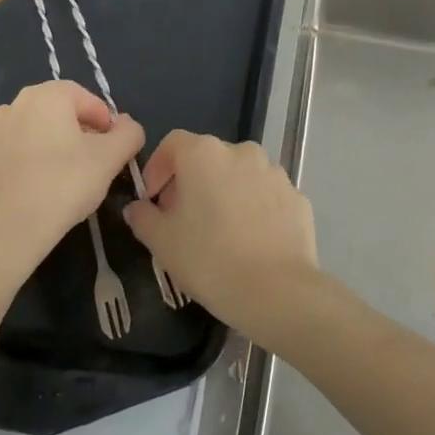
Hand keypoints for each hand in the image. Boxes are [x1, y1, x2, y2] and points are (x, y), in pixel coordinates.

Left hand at [0, 81, 143, 280]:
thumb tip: (127, 125)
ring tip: (53, 183)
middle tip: (85, 164)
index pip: (83, 97)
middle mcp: (9, 108)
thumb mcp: (111, 158)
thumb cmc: (63, 185)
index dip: (103, 120)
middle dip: (70, 133)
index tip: (111, 146)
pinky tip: (24, 197)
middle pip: (51, 115)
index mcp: (45, 97)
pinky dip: (12, 172)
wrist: (3, 235)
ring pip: (21, 138)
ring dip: (39, 150)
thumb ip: (128, 133)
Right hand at [123, 132, 319, 341]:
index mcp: (205, 153)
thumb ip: (144, 218)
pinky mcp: (296, 196)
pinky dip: (253, 208)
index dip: (157, 168)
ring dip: (224, 193)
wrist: (277, 290)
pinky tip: (249, 240)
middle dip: (191, 182)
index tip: (152, 200)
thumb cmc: (210, 259)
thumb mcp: (162, 242)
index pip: (173, 144)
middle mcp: (242, 152)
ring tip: (219, 231)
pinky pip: (265, 195)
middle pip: (208, 158)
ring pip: (239, 175)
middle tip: (182, 219)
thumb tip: (138, 208)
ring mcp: (274, 172)